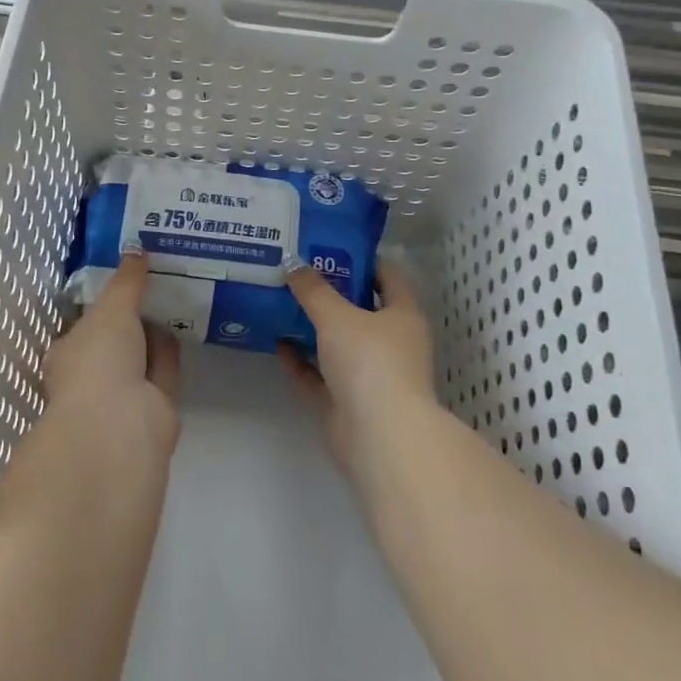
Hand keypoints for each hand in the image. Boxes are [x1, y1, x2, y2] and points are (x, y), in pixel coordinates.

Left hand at [43, 251, 180, 461]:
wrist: (120, 426)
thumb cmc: (98, 361)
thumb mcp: (111, 309)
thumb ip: (126, 281)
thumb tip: (136, 248)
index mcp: (68, 353)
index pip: (85, 323)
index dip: (104, 300)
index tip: (126, 275)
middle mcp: (93, 375)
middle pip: (116, 340)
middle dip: (133, 315)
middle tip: (155, 280)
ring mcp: (124, 395)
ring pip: (141, 356)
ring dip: (153, 331)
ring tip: (174, 294)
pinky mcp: (155, 409)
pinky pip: (163, 370)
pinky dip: (170, 350)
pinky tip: (182, 324)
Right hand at [280, 257, 435, 476]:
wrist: (378, 435)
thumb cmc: (370, 362)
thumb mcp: (337, 316)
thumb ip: (313, 289)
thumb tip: (291, 261)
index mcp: (403, 316)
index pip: (387, 276)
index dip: (361, 259)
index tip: (328, 245)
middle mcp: (391, 343)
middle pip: (360, 310)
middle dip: (330, 293)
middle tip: (296, 271)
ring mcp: (370, 375)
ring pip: (338, 344)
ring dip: (313, 327)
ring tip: (281, 302)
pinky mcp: (347, 403)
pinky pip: (320, 375)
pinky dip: (301, 361)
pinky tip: (277, 342)